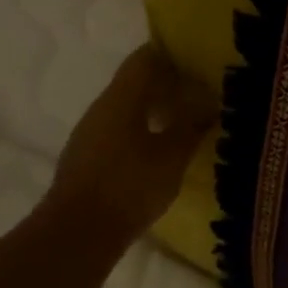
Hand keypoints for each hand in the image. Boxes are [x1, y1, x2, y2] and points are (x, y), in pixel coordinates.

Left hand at [47, 43, 213, 240]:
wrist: (77, 234)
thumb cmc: (129, 186)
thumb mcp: (172, 156)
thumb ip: (192, 126)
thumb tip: (209, 103)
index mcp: (120, 99)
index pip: (144, 59)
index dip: (171, 53)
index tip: (199, 57)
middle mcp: (101, 109)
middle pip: (136, 83)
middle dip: (169, 83)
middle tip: (203, 90)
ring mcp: (91, 134)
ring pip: (128, 107)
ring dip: (156, 108)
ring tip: (189, 119)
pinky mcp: (89, 158)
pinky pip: (120, 130)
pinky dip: (144, 129)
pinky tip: (163, 147)